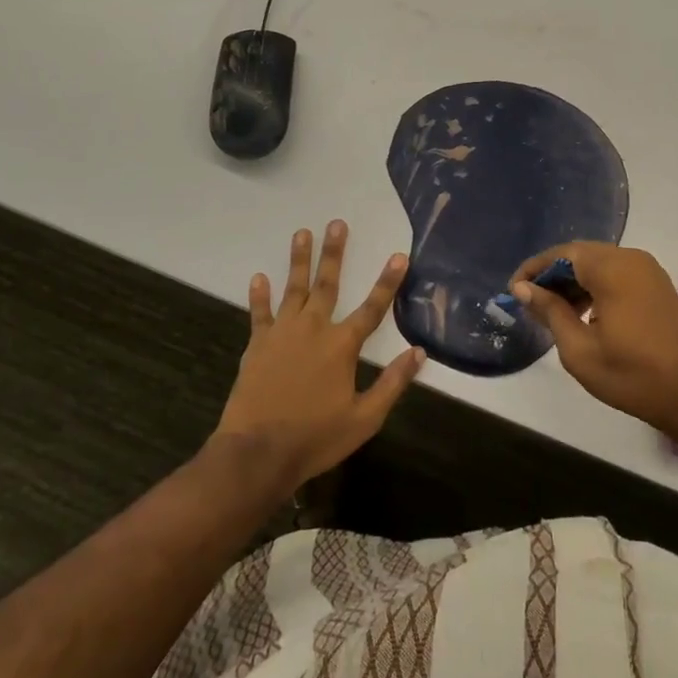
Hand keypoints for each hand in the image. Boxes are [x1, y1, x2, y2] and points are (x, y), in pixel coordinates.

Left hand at [215, 220, 424, 493]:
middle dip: (334, 252)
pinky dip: (259, 295)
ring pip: (293, 288)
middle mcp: (314, 329)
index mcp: (342, 345)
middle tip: (337, 224)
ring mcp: (282, 333)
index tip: (399, 255)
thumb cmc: (316, 438)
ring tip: (302, 232)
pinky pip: (260, 313)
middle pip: (327, 284)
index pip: (373, 307)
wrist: (258, 453)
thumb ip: (393, 383)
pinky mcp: (257, 345)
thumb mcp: (365, 418)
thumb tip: (419, 353)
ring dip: (298, 259)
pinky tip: (258, 277)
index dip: (388, 281)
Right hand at [511, 242, 677, 453]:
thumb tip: (523, 289)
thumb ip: (550, 312)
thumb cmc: (633, 375)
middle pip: (580, 255)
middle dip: (552, 275)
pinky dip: (595, 287)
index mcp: (611, 268)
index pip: (562, 254)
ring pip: (599, 264)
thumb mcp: (580, 350)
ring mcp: (648, 270)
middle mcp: (631, 258)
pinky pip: (617, 274)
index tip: (513, 291)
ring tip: (553, 312)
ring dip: (574, 281)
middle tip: (530, 302)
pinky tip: (584, 314)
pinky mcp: (658, 285)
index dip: (534, 270)